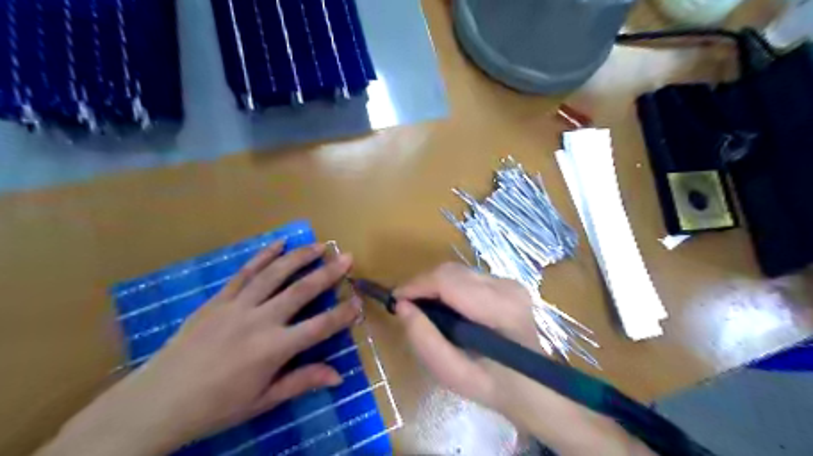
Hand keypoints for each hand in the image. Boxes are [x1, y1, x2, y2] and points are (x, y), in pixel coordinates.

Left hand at [39, 243, 359, 455]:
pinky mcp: (218, 300)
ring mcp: (237, 306)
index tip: (359, 301)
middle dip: (328, 272)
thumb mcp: (262, 400)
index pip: (320, 326)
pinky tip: (278, 243)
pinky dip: (263, 256)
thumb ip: (301, 381)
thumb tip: (338, 376)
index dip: (344, 313)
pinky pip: (244, 272)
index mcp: (274, 349)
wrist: (156, 402)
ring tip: (319, 245)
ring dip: (299, 257)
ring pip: (275, 274)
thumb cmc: (215, 406)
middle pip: (302, 291)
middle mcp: (260, 321)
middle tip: (347, 257)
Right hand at [392, 261, 540, 407]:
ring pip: (458, 271)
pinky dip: (449, 287)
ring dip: (435, 285)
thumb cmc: (493, 385)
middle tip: (407, 307)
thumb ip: (425, 341)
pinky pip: (467, 276)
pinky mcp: (507, 283)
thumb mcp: (453, 374)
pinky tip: (445, 307)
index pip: (448, 281)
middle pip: (452, 271)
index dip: (417, 285)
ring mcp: (509, 282)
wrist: (534, 386)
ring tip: (423, 307)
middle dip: (423, 285)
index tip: (396, 300)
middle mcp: (507, 286)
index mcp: (500, 309)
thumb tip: (402, 307)